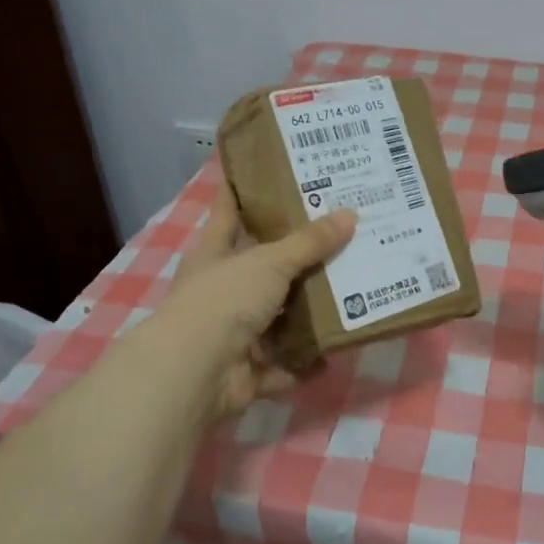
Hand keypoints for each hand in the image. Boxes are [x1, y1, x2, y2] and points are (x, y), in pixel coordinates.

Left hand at [151, 180, 356, 420]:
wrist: (194, 372)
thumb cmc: (223, 300)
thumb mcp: (270, 262)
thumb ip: (309, 243)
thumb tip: (350, 214)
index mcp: (215, 254)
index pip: (228, 211)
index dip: (242, 190)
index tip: (264, 170)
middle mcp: (220, 290)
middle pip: (261, 267)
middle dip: (294, 257)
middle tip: (337, 235)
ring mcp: (230, 333)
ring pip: (274, 318)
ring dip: (303, 313)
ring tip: (347, 293)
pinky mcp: (244, 371)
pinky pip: (281, 366)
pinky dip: (302, 364)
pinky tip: (333, 354)